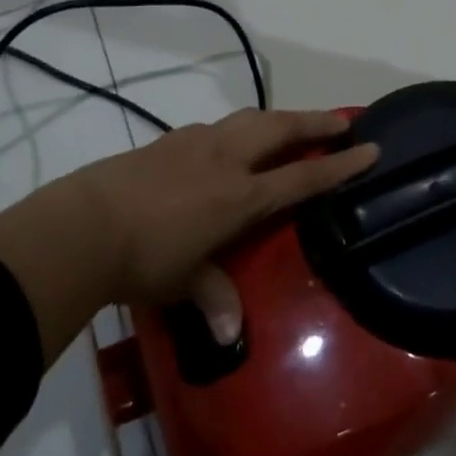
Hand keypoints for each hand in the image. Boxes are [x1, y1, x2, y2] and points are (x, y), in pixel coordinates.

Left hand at [0, 110, 378, 361]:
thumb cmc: (143, 259)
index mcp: (240, 195)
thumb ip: (213, 299)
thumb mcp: (184, 282)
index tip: (370, 148)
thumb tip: (231, 337)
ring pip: (250, 119)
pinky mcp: (170, 139)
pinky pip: (218, 127)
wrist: (84, 224)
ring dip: (278, 119)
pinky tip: (232, 141)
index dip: (339, 164)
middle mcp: (226, 159)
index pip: (302, 175)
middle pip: (281, 129)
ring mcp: (197, 142)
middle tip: (341, 121)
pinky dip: (240, 128)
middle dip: (315, 122)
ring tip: (292, 123)